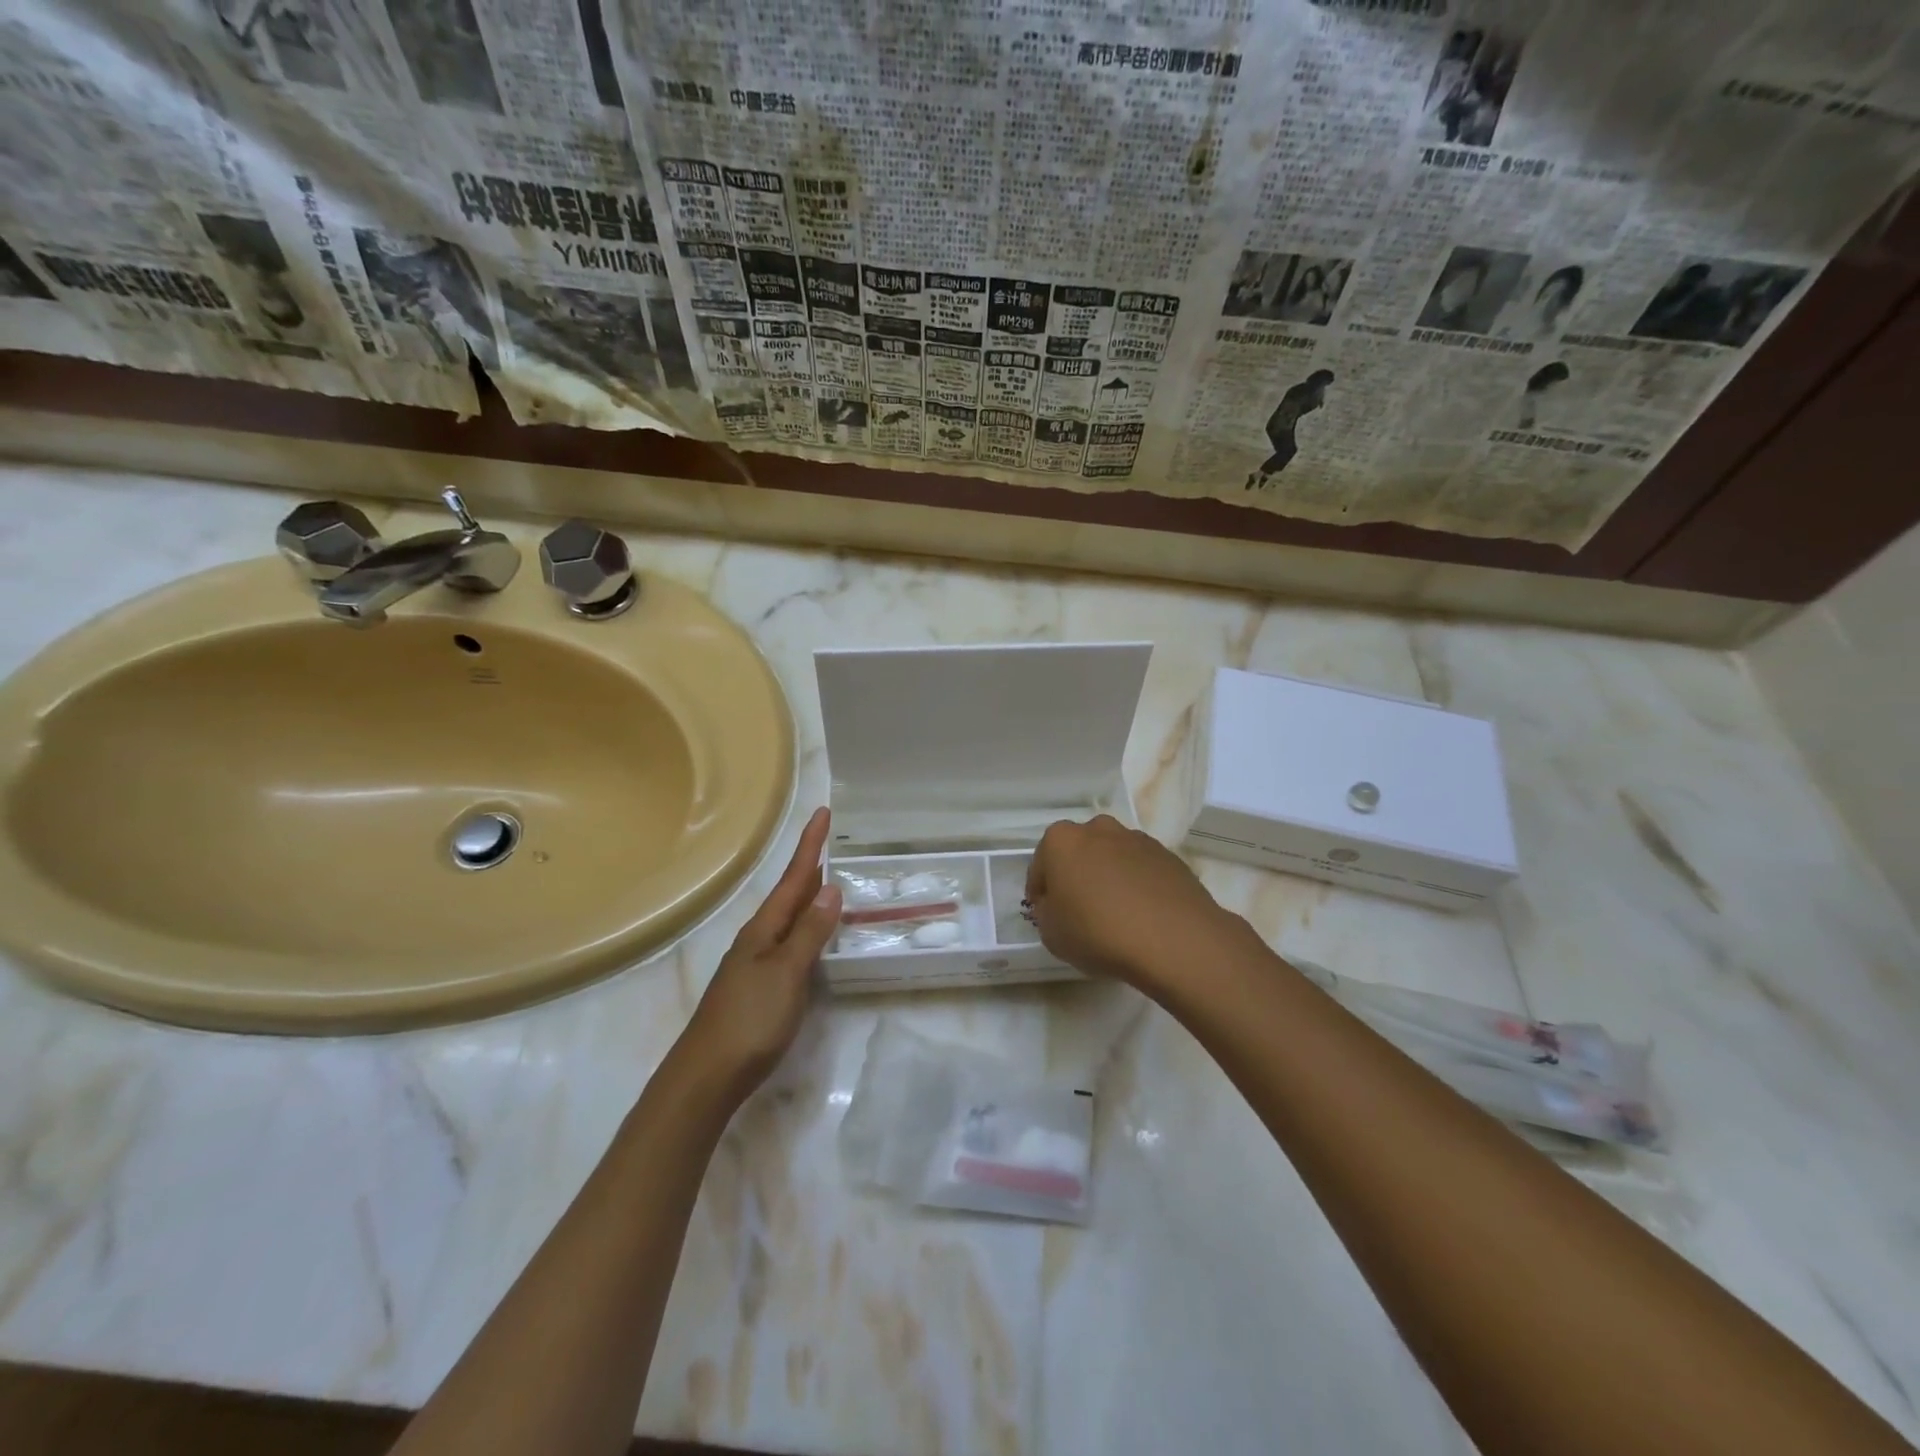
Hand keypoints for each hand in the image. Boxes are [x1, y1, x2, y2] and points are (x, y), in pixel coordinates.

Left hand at [679, 807, 840, 1096]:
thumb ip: (809, 932)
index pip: (794, 878)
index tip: (822, 811)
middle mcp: (757, 939)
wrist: (706, 1077)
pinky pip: (787, 942)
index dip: (810, 846)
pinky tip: (812, 937)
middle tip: (828, 840)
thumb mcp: (786, 973)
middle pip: (788, 894)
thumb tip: (831, 889)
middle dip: (809, 866)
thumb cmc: (750, 1020)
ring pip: (787, 919)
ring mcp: (755, 964)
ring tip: (826, 879)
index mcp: (763, 929)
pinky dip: (804, 928)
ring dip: (806, 896)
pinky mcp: (758, 988)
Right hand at [1025, 815, 1246, 990]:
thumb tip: (1057, 904)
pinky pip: (1141, 870)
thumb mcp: (1051, 934)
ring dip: (1108, 878)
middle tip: (1079, 912)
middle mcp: (1098, 829)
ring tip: (1115, 915)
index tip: (1046, 915)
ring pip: (1112, 858)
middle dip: (1075, 876)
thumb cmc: (1098, 932)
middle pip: (1078, 853)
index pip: (1040, 866)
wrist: (1173, 938)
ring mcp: (1137, 839)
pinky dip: (1137, 886)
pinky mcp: (1168, 855)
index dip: (1040, 893)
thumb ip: (1046, 912)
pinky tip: (1142, 916)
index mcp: (1062, 840)